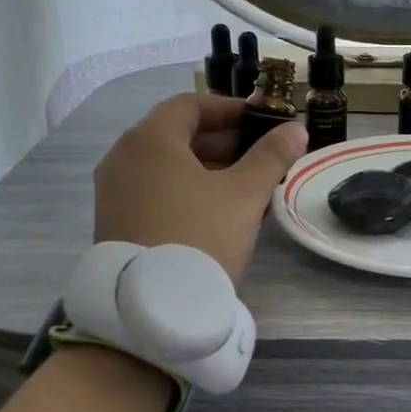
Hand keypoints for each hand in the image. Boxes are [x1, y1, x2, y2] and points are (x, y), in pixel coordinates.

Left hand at [93, 93, 306, 281]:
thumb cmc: (200, 235)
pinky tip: (216, 209)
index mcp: (149, 139)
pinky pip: (154, 188)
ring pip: (166, 164)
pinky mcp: (114, 220)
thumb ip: (271, 156)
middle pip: (177, 133)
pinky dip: (185, 188)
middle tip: (260, 155)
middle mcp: (123, 157)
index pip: (191, 104)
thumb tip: (296, 129)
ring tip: (245, 184)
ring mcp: (114, 190)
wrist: (152, 307)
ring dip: (206, 166)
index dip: (230, 109)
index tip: (262, 122)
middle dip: (222, 140)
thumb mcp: (243, 194)